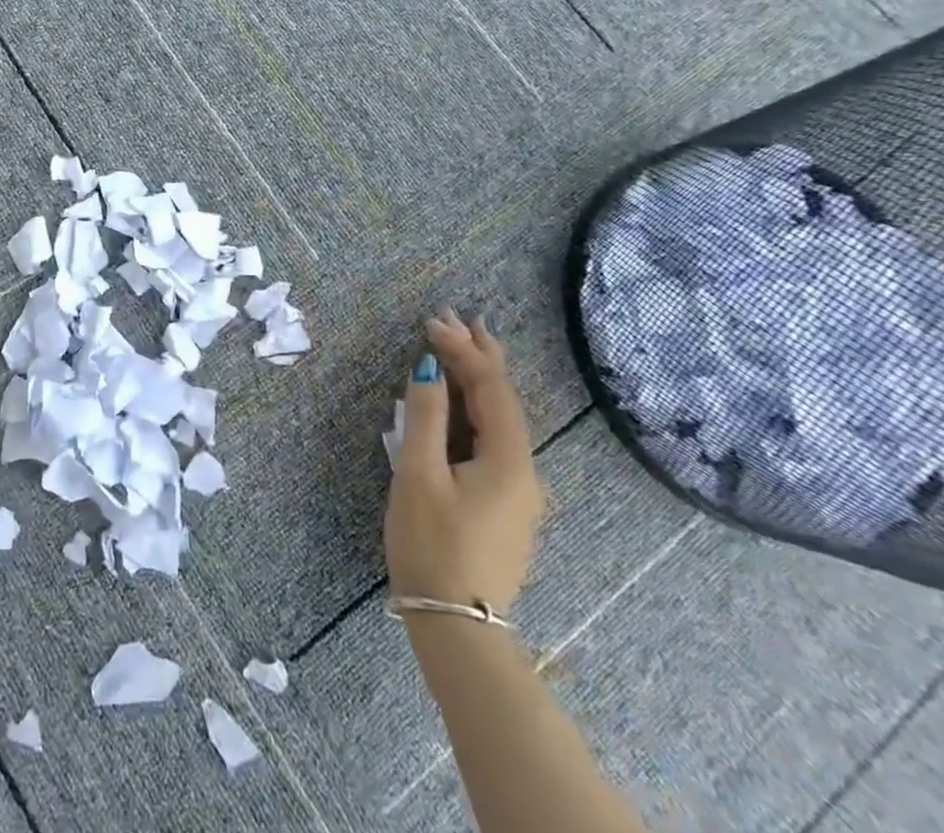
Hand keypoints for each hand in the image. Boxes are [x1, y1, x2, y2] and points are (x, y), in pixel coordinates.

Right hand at [385, 307, 544, 611]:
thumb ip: (424, 415)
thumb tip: (429, 365)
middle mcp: (525, 472)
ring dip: (478, 381)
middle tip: (460, 318)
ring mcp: (518, 493)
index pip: (491, 388)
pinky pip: (493, 442)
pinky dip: (476, 411)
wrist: (457, 626)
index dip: (463, 350)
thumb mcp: (419, 474)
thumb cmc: (433, 544)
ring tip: (461, 348)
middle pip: (504, 401)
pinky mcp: (504, 508)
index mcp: (509, 460)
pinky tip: (461, 406)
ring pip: (500, 422)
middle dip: (481, 356)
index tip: (432, 321)